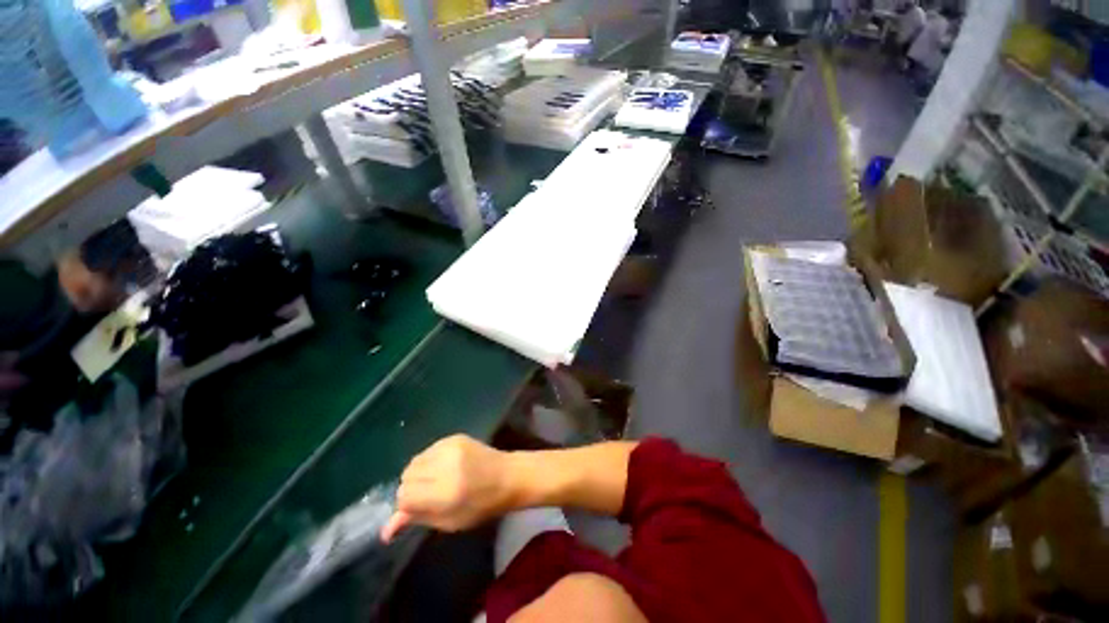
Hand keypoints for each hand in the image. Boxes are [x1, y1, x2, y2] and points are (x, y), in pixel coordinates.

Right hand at [381, 435, 514, 542]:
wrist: (508, 476)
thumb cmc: (482, 506)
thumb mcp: (450, 522)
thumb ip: (418, 519)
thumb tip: (386, 529)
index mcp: (445, 492)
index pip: (404, 495)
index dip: (407, 505)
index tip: (418, 508)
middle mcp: (446, 465)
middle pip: (406, 476)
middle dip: (411, 488)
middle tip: (428, 495)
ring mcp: (451, 447)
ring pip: (414, 461)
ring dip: (419, 473)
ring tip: (436, 480)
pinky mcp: (455, 437)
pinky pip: (428, 450)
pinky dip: (430, 461)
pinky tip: (445, 467)